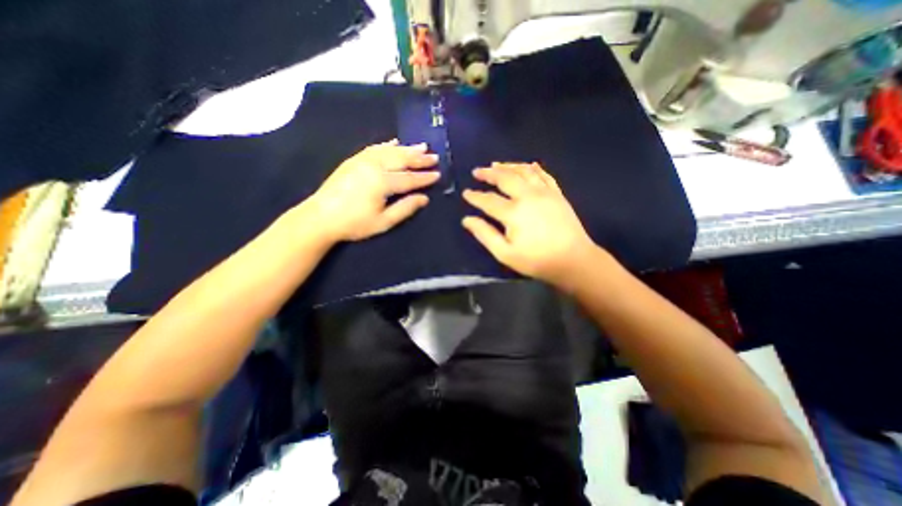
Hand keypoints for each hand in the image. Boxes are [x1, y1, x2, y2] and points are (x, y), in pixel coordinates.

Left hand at [306, 139, 439, 240]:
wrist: (320, 217)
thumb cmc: (354, 223)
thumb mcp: (383, 222)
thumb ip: (405, 208)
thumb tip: (424, 198)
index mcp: (382, 182)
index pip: (409, 178)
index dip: (425, 177)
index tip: (438, 174)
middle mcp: (374, 166)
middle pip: (401, 159)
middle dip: (419, 158)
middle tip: (434, 156)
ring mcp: (362, 160)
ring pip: (389, 151)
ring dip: (407, 148)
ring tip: (422, 146)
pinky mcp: (353, 160)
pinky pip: (374, 148)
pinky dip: (387, 145)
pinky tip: (395, 143)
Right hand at [460, 162, 600, 289]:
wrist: (574, 260)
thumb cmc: (537, 260)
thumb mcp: (505, 253)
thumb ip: (485, 234)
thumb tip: (467, 220)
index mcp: (513, 212)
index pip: (488, 200)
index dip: (475, 196)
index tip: (466, 193)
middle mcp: (528, 196)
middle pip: (505, 178)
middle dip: (489, 173)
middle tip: (477, 171)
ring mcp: (545, 192)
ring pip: (523, 171)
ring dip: (508, 166)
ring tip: (496, 165)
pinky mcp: (557, 194)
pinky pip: (543, 175)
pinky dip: (533, 168)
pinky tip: (528, 165)